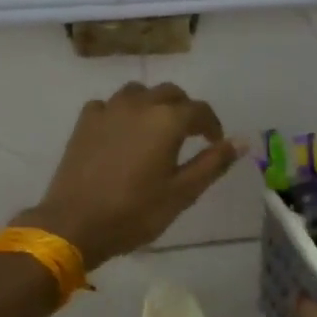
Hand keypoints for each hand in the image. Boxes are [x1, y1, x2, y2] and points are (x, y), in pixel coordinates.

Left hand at [17, 83, 241, 266]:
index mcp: (167, 120)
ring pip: (138, 92)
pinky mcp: (84, 122)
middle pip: (170, 93)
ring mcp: (108, 110)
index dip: (212, 124)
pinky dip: (121, 113)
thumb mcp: (182, 193)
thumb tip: (241, 142)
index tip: (215, 142)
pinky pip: (109, 105)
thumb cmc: (135, 212)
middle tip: (189, 135)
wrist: (74, 224)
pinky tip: (121, 133)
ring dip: (153, 104)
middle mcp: (139, 105)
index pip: (200, 110)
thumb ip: (213, 163)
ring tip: (156, 129)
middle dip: (184, 109)